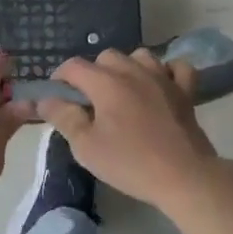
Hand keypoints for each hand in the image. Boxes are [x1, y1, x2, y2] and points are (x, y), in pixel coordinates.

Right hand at [38, 49, 218, 208]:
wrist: (184, 177)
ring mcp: (163, 78)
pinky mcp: (186, 91)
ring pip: (140, 56)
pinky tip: (160, 86)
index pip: (73, 66)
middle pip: (106, 57)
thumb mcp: (86, 147)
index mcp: (105, 82)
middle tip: (92, 101)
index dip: (60, 78)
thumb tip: (46, 100)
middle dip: (93, 73)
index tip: (58, 97)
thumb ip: (64, 118)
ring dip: (128, 68)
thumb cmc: (130, 163)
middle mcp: (133, 71)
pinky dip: (166, 72)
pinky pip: (176, 67)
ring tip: (124, 92)